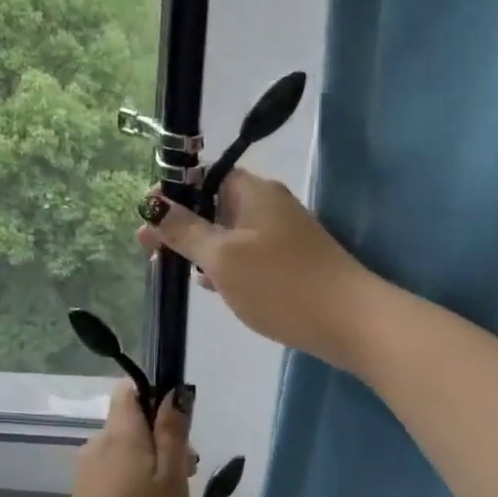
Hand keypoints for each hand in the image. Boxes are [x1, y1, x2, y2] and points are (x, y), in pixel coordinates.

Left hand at [52, 383, 194, 496]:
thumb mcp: (171, 479)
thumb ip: (172, 432)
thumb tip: (173, 390)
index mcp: (120, 433)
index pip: (129, 390)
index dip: (155, 397)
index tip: (178, 428)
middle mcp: (98, 444)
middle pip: (133, 424)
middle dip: (162, 441)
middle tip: (187, 478)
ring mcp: (87, 472)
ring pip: (126, 453)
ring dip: (151, 468)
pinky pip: (115, 476)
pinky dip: (134, 486)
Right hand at [138, 170, 377, 371]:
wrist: (350, 322)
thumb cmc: (280, 283)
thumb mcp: (222, 257)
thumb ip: (185, 230)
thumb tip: (153, 204)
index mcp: (253, 191)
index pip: (206, 175)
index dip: (173, 190)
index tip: (147, 215)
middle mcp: (268, 204)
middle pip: (215, 203)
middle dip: (182, 222)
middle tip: (151, 247)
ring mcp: (281, 234)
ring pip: (229, 232)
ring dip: (201, 246)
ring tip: (172, 267)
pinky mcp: (289, 262)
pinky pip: (246, 254)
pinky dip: (225, 264)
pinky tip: (209, 285)